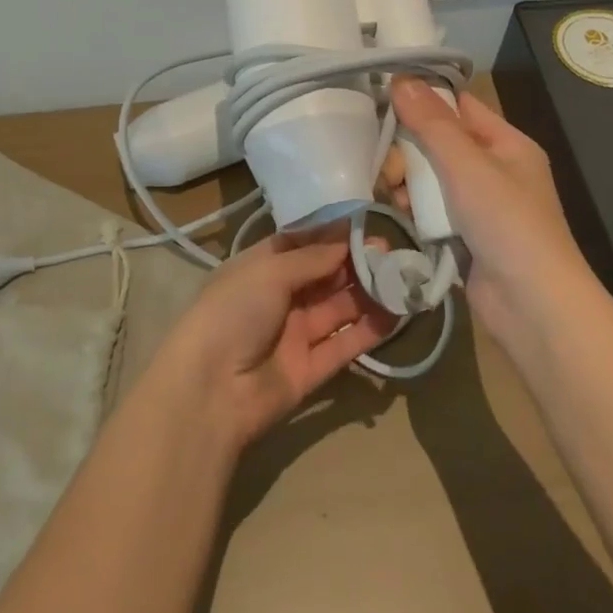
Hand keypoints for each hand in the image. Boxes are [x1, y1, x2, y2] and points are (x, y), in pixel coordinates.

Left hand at [149, 232, 400, 451]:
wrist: (210, 390)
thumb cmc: (233, 312)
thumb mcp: (269, 272)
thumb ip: (312, 257)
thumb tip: (347, 239)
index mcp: (262, 267)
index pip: (303, 244)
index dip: (334, 235)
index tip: (368, 223)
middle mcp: (280, 297)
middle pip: (325, 275)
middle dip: (356, 262)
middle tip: (393, 252)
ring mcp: (296, 334)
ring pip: (339, 308)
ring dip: (368, 294)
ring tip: (402, 278)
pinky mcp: (311, 369)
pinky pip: (344, 344)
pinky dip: (369, 330)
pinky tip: (396, 314)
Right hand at [384, 78, 598, 343]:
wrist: (533, 307)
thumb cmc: (507, 223)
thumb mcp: (467, 165)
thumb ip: (432, 123)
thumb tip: (402, 78)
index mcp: (507, 144)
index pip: (460, 106)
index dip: (425, 99)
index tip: (384, 98)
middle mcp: (495, 170)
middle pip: (440, 143)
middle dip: (410, 150)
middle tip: (390, 167)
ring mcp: (480, 206)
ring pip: (431, 178)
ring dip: (409, 182)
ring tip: (393, 194)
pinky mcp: (465, 236)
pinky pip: (432, 210)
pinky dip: (416, 210)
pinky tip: (401, 215)